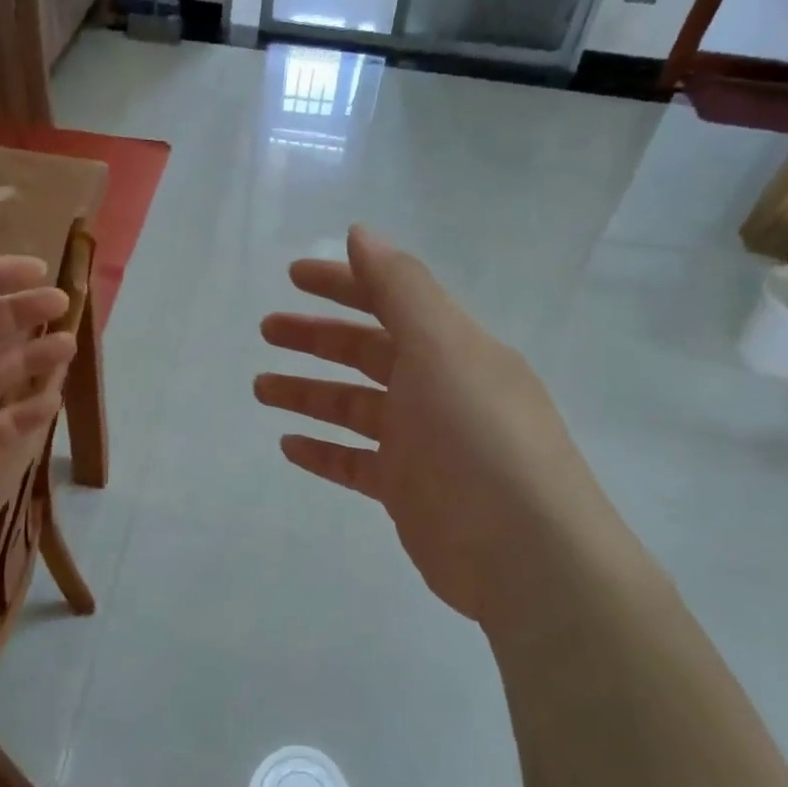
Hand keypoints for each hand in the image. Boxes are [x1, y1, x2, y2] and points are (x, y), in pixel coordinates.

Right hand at [256, 226, 599, 627]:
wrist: (525, 554)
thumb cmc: (478, 437)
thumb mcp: (443, 347)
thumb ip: (400, 287)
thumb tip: (360, 232)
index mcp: (453, 347)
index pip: (392, 300)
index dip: (344, 283)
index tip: (293, 276)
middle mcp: (438, 388)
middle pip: (368, 352)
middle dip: (317, 337)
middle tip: (267, 330)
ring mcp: (423, 443)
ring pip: (355, 407)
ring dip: (309, 392)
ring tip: (261, 387)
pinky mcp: (408, 491)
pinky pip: (355, 462)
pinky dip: (324, 451)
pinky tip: (289, 445)